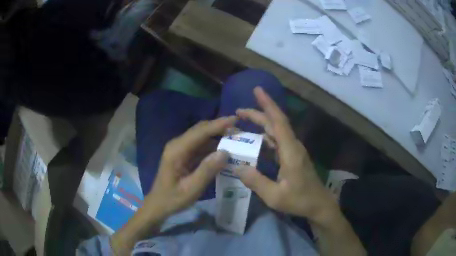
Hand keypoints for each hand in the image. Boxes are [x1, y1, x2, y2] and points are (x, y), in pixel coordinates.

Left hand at [145, 116, 235, 218]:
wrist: (159, 204)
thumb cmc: (173, 198)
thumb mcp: (191, 189)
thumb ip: (207, 170)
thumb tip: (225, 152)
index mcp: (177, 150)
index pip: (200, 132)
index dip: (218, 124)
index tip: (236, 119)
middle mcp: (177, 145)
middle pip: (200, 130)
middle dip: (220, 127)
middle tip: (239, 130)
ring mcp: (180, 149)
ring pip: (201, 136)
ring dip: (217, 136)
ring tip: (236, 139)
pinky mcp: (183, 154)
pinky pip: (200, 146)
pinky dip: (213, 146)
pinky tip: (224, 150)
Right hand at [235, 87, 337, 223]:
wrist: (319, 205)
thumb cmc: (300, 200)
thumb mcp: (275, 196)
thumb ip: (256, 181)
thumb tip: (237, 167)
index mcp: (290, 151)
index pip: (278, 122)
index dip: (268, 104)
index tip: (257, 90)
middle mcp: (293, 146)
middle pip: (275, 123)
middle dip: (258, 113)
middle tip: (238, 111)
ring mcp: (294, 151)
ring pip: (276, 131)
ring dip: (261, 124)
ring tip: (243, 122)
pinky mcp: (293, 157)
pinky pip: (277, 142)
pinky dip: (265, 137)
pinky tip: (256, 141)